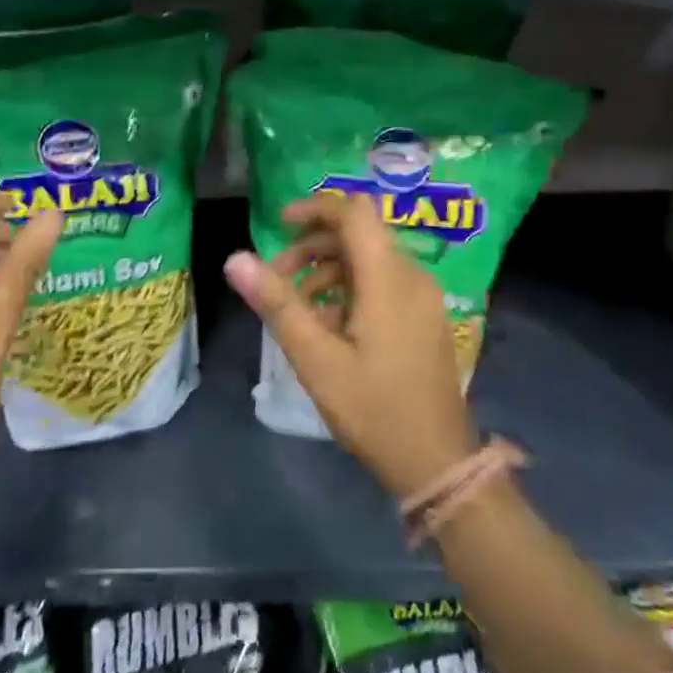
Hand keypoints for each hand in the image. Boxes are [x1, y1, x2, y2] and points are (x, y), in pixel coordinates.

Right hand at [224, 192, 477, 497]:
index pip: (355, 211)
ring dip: (328, 268)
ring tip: (295, 306)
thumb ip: (277, 304)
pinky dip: (350, 287)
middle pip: (359, 233)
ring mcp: (423, 297)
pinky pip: (383, 281)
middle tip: (276, 277)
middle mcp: (412, 276)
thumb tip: (235, 259)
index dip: (315, 208)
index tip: (279, 226)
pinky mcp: (424, 317)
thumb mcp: (316, 359)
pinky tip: (327, 324)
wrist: (438, 463)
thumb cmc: (374, 409)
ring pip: (370, 258)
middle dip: (313, 245)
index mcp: (389, 278)